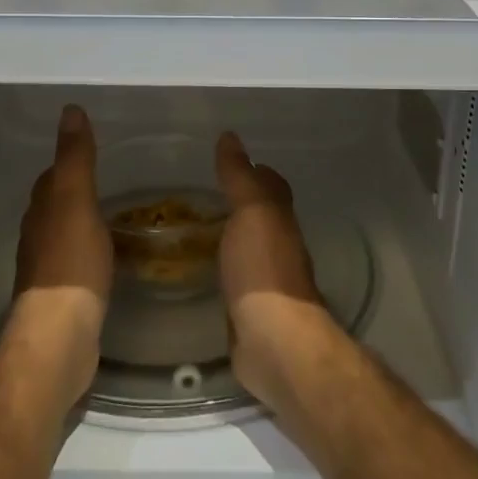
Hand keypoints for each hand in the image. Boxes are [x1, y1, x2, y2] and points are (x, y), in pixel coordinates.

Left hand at [9, 105, 113, 405]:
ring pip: (66, 235)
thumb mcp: (76, 201)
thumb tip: (70, 110)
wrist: (61, 334)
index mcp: (41, 212)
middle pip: (56, 206)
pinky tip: (112, 258)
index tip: (93, 152)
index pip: (51, 178)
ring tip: (117, 218)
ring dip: (85, 224)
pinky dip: (92, 253)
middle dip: (77, 192)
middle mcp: (38, 237)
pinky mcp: (63, 297)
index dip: (69, 163)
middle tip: (113, 182)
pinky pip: (78, 264)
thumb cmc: (71, 262)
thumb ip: (75, 158)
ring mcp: (48, 270)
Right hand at [214, 132, 344, 412]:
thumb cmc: (264, 270)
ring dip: (231, 236)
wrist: (274, 341)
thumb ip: (241, 177)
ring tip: (196, 227)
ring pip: (249, 248)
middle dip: (242, 204)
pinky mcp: (250, 311)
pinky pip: (235, 279)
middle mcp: (279, 248)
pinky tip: (202, 270)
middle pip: (264, 218)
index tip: (231, 160)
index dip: (257, 171)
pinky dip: (222, 268)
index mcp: (281, 222)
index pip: (273, 187)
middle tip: (204, 194)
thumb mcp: (252, 212)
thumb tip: (231, 137)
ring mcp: (267, 282)